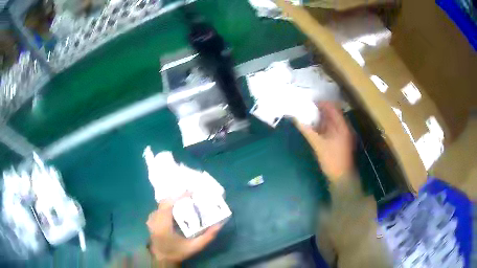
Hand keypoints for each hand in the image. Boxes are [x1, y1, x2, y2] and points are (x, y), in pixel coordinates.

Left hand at [146, 196, 222, 262]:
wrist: (163, 259)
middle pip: (164, 202)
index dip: (179, 197)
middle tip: (189, 196)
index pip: (168, 205)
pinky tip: (175, 208)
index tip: (191, 192)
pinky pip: (158, 209)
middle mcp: (154, 220)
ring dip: (172, 201)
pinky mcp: (150, 221)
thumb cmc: (178, 252)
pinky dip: (167, 206)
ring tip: (184, 201)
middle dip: (176, 197)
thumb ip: (207, 237)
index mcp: (163, 226)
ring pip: (161, 205)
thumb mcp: (195, 247)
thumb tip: (219, 225)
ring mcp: (151, 220)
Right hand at [295, 102, 354, 179]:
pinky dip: (324, 126)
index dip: (323, 103)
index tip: (311, 101)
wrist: (341, 176)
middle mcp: (344, 128)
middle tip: (308, 108)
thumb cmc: (332, 159)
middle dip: (321, 110)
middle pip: (333, 114)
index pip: (333, 108)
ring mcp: (343, 135)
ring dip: (322, 118)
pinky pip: (332, 129)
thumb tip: (297, 120)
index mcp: (342, 126)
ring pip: (332, 122)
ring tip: (309, 115)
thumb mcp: (318, 144)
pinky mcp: (340, 141)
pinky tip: (315, 128)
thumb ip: (308, 131)